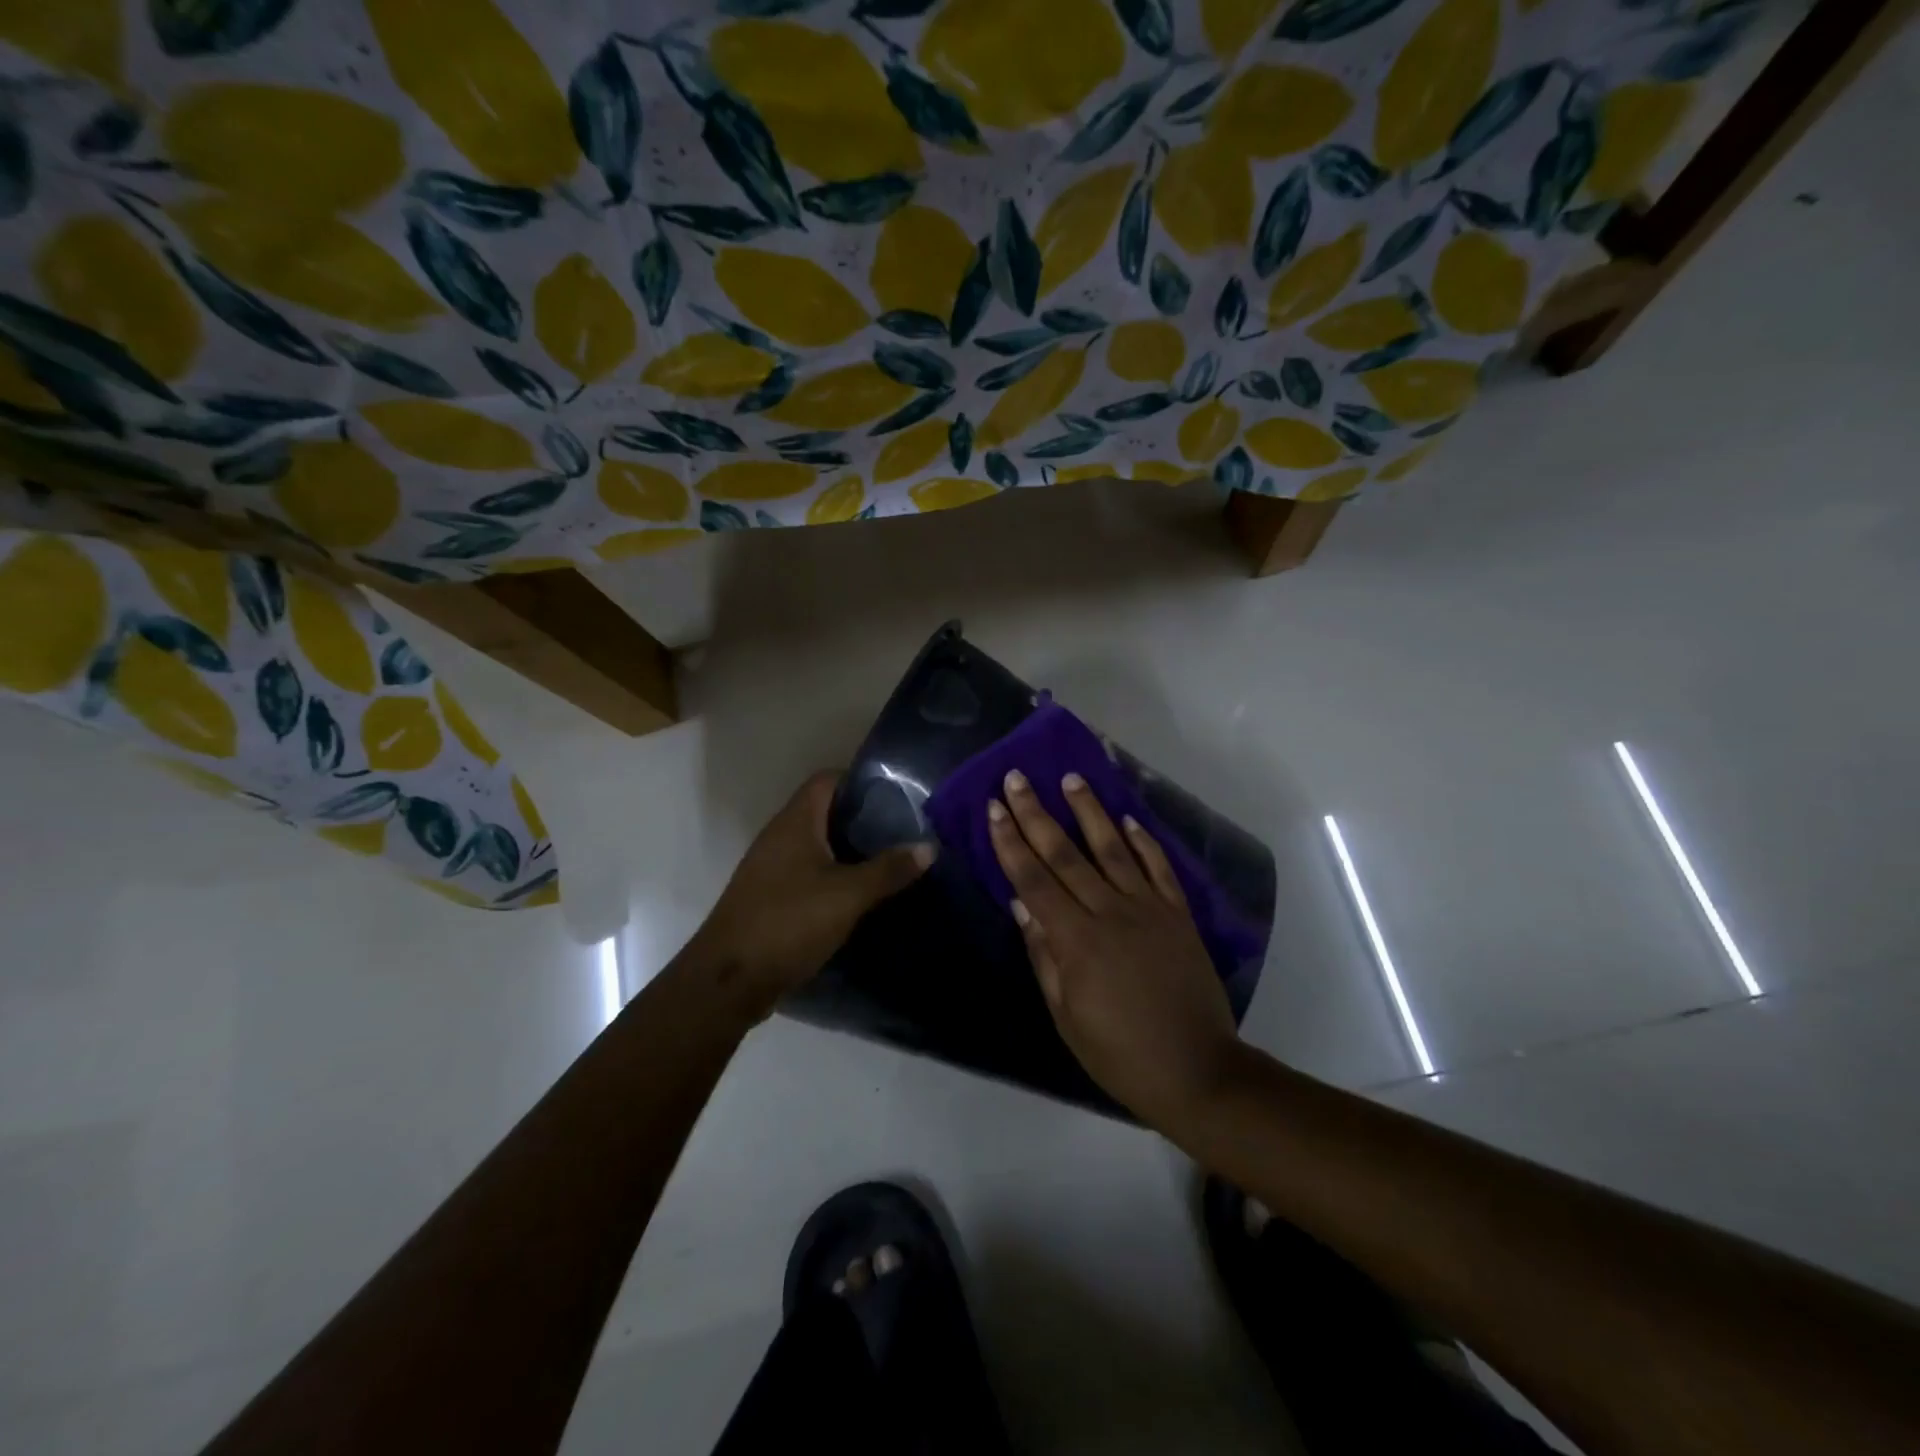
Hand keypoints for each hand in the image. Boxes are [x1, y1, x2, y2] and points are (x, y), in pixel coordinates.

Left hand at [693, 771, 932, 1019]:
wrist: (729, 980)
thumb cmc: (789, 922)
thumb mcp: (848, 895)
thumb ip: (889, 869)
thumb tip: (929, 846)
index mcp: (794, 822)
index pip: (827, 780)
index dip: (860, 780)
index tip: (897, 794)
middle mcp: (779, 836)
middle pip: (824, 812)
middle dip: (862, 818)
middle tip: (903, 829)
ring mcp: (771, 868)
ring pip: (817, 845)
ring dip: (849, 850)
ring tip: (890, 859)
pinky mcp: (771, 897)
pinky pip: (808, 873)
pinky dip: (834, 876)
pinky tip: (861, 893)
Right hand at [988, 769, 1242, 1127]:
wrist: (1197, 1070)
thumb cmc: (1119, 1053)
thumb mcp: (1065, 1016)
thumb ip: (1043, 955)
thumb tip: (1020, 903)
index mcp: (1076, 939)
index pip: (1033, 879)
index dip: (1010, 841)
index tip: (995, 807)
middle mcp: (1110, 912)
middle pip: (1065, 854)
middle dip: (1036, 814)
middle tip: (1017, 777)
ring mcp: (1148, 909)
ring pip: (1112, 848)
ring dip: (1089, 811)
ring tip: (1071, 778)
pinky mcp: (1178, 914)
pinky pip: (1158, 867)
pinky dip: (1142, 840)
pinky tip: (1127, 818)